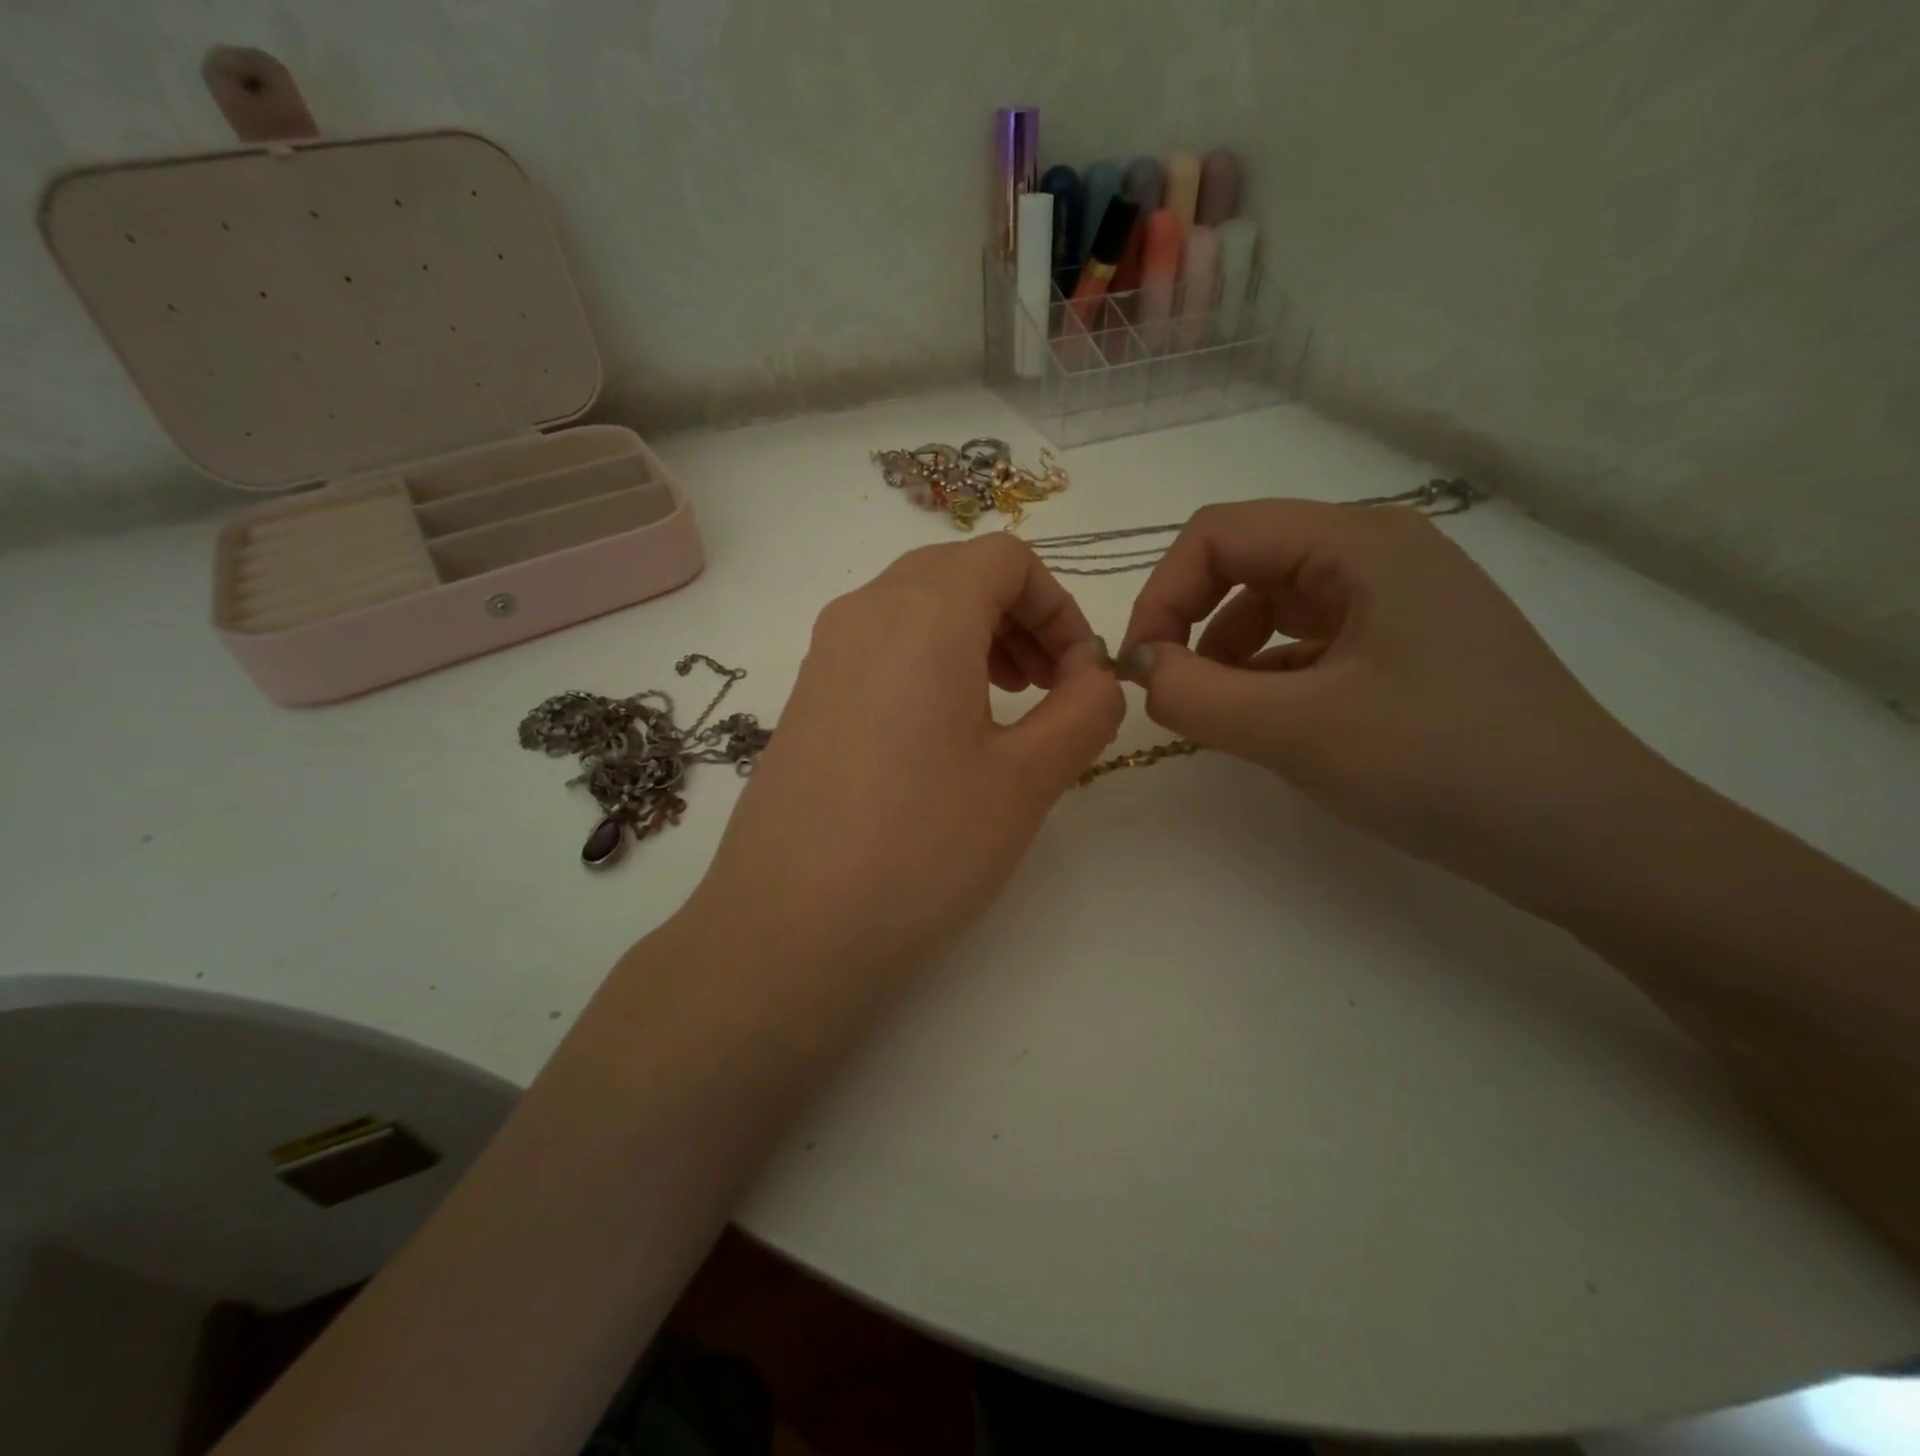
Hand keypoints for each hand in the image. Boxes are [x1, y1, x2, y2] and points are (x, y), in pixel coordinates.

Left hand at [691, 533, 1123, 976]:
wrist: (787, 927)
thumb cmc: (921, 847)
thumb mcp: (1027, 779)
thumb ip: (1084, 710)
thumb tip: (1094, 674)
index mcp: (922, 613)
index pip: (1006, 557)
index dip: (1058, 605)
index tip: (1077, 673)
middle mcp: (863, 612)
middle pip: (958, 572)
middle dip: (1018, 617)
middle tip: (1045, 687)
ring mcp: (823, 653)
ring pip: (914, 606)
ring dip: (973, 636)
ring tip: (1001, 708)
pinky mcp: (805, 696)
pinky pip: (878, 646)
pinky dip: (927, 662)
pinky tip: (940, 736)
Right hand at [1117, 499, 1657, 883]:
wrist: (1584, 835)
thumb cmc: (1440, 764)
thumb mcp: (1296, 730)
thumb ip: (1193, 694)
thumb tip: (1140, 669)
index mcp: (1359, 541)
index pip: (1218, 534)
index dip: (1162, 593)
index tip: (1139, 667)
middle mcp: (1378, 552)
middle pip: (1246, 563)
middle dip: (1192, 624)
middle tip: (1171, 694)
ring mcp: (1396, 599)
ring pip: (1273, 606)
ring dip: (1227, 654)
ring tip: (1221, 716)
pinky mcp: (1403, 645)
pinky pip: (1308, 643)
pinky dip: (1268, 676)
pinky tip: (1269, 724)